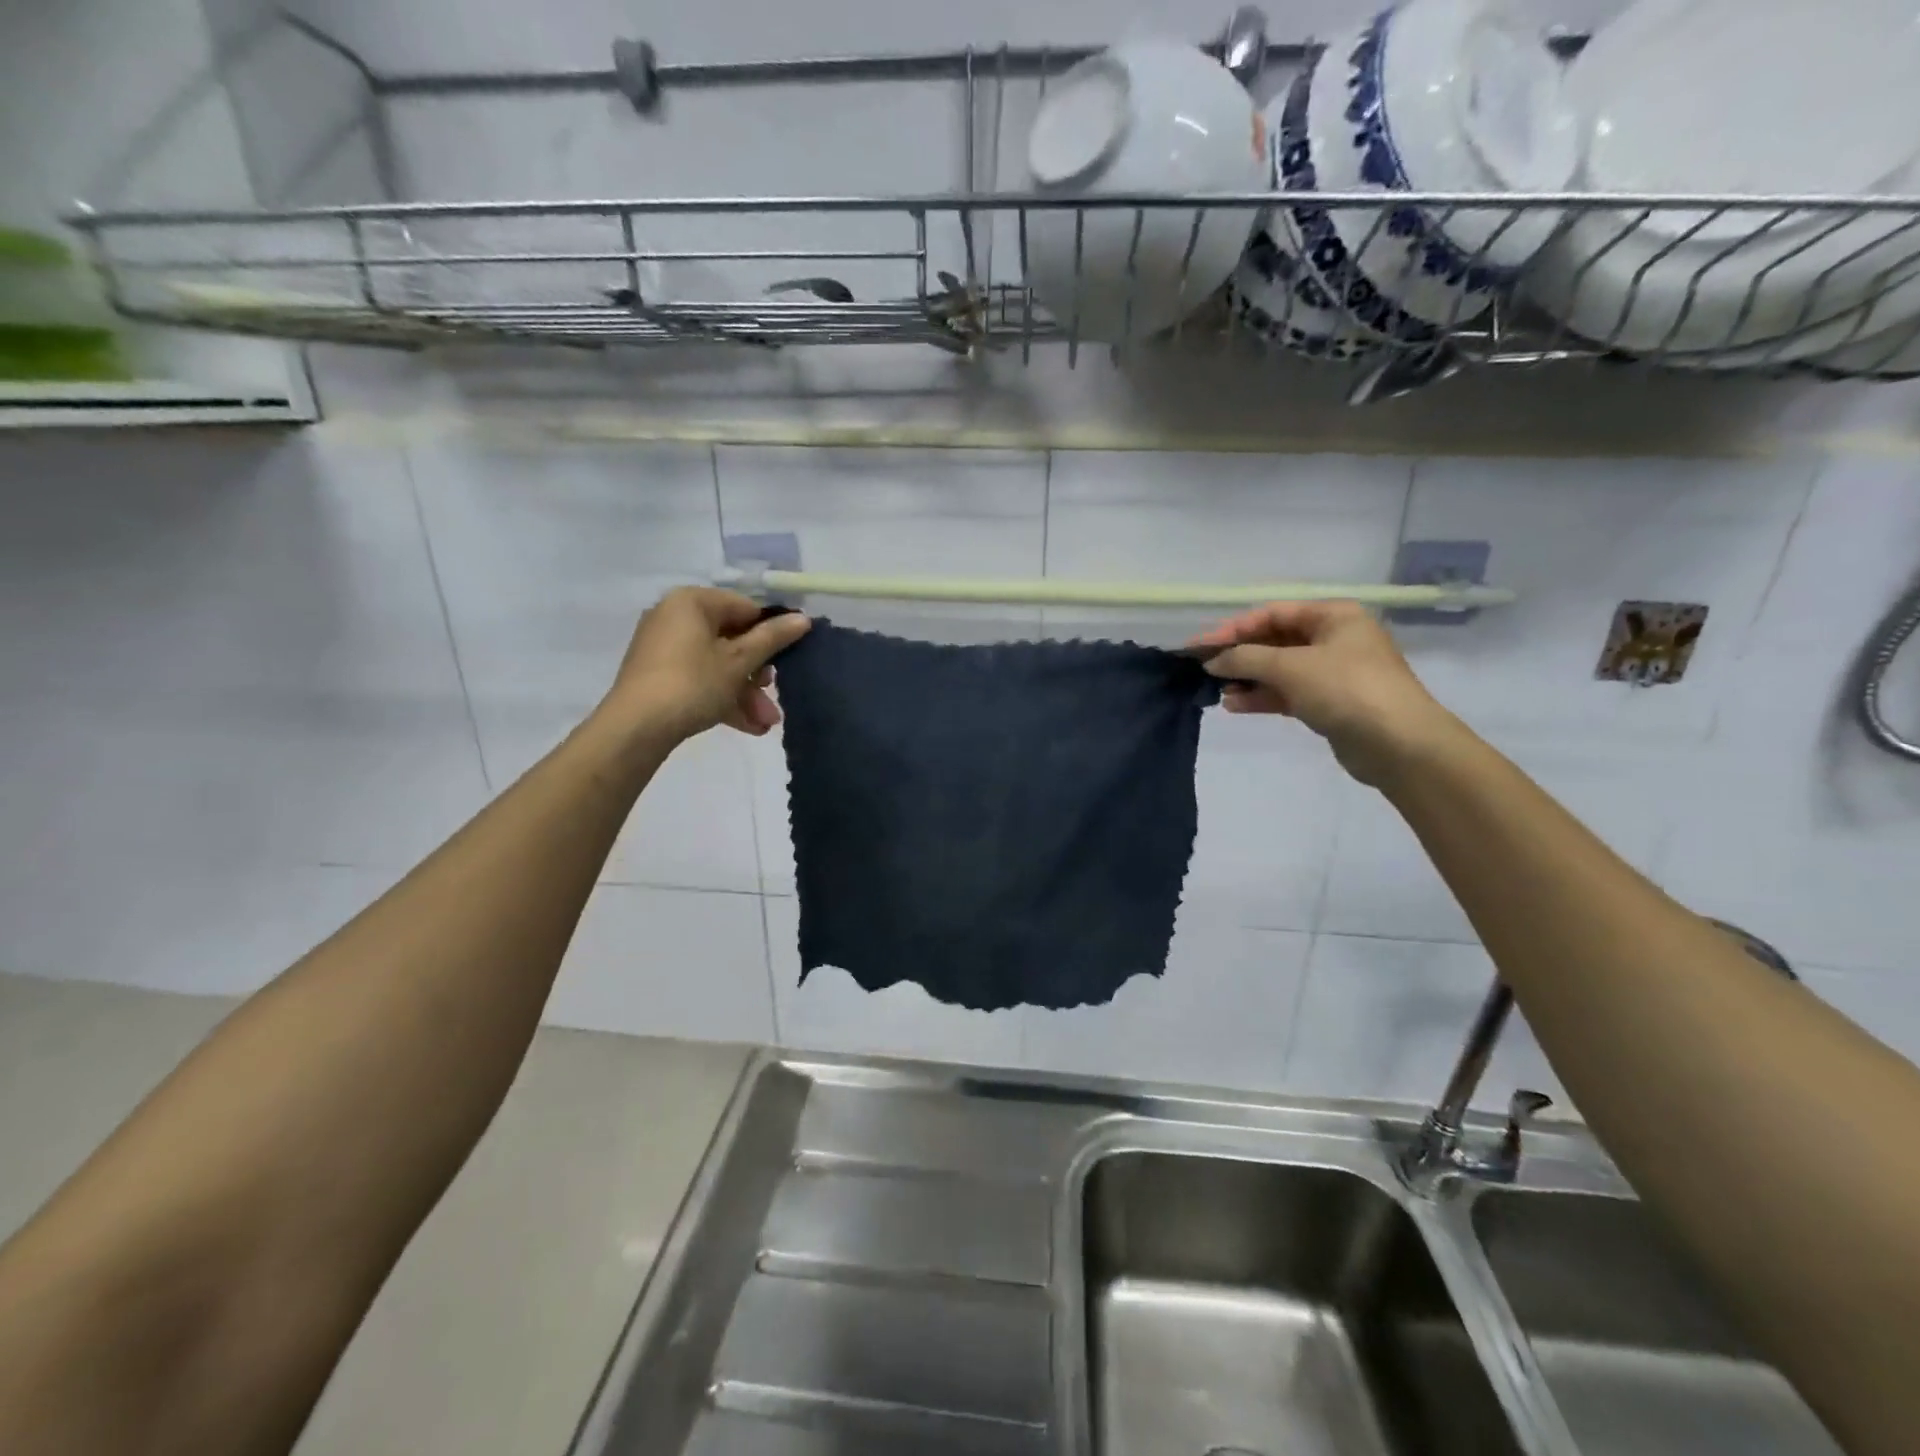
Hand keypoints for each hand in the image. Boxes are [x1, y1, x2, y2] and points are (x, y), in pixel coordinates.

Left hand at [602, 587, 811, 742]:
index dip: (771, 633)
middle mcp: (674, 618)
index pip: (744, 608)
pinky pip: (700, 680)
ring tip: (766, 723)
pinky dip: (723, 699)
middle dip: (758, 675)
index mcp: (692, 602)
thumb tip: (803, 619)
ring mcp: (664, 649)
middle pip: (731, 640)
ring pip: (717, 666)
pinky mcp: (658, 676)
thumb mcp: (740, 661)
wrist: (636, 728)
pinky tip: (748, 726)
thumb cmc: (693, 683)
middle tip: (774, 696)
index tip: (788, 659)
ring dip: (746, 694)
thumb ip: (773, 638)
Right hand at [1188, 600, 1455, 784]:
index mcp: (1333, 616)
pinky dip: (1262, 697)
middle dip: (1240, 655)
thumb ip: (1245, 658)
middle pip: (1275, 641)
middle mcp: (1335, 639)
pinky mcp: (1330, 703)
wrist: (1398, 744)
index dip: (1234, 629)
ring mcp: (1333, 672)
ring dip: (1247, 679)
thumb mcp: (1290, 666)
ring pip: (1279, 669)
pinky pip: (1288, 693)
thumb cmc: (1345, 689)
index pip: (1272, 614)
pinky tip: (1235, 706)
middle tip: (1204, 670)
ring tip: (1217, 692)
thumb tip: (1212, 661)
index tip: (1201, 647)